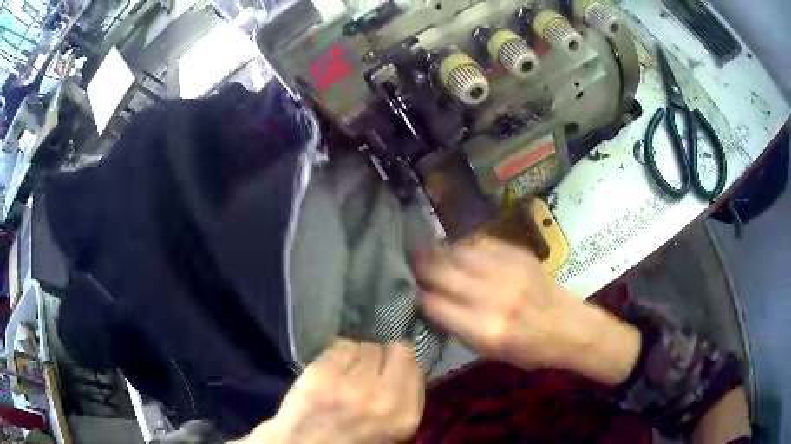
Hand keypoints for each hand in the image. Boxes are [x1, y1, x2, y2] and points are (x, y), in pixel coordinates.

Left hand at [236, 340, 423, 443]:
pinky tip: (331, 370)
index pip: (416, 365)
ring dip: (360, 356)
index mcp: (405, 415)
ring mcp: (349, 382)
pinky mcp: (320, 373)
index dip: (403, 365)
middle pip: (396, 349)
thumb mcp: (394, 433)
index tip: (393, 369)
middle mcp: (382, 395)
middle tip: (370, 369)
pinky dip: (337, 354)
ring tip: (347, 371)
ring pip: (366, 345)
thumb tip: (408, 369)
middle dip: (385, 358)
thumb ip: (405, 402)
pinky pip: (340, 345)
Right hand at [417, 237, 640, 384]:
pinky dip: (463, 246)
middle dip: (420, 267)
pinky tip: (456, 249)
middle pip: (441, 272)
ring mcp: (507, 270)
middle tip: (409, 262)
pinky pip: (480, 242)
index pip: (434, 304)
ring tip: (428, 252)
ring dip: (439, 252)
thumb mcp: (488, 352)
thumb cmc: (528, 349)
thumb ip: (457, 327)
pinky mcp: (518, 254)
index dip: (418, 296)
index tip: (411, 291)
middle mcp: (493, 296)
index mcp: (484, 329)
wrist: (568, 326)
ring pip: (457, 252)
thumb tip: (430, 303)